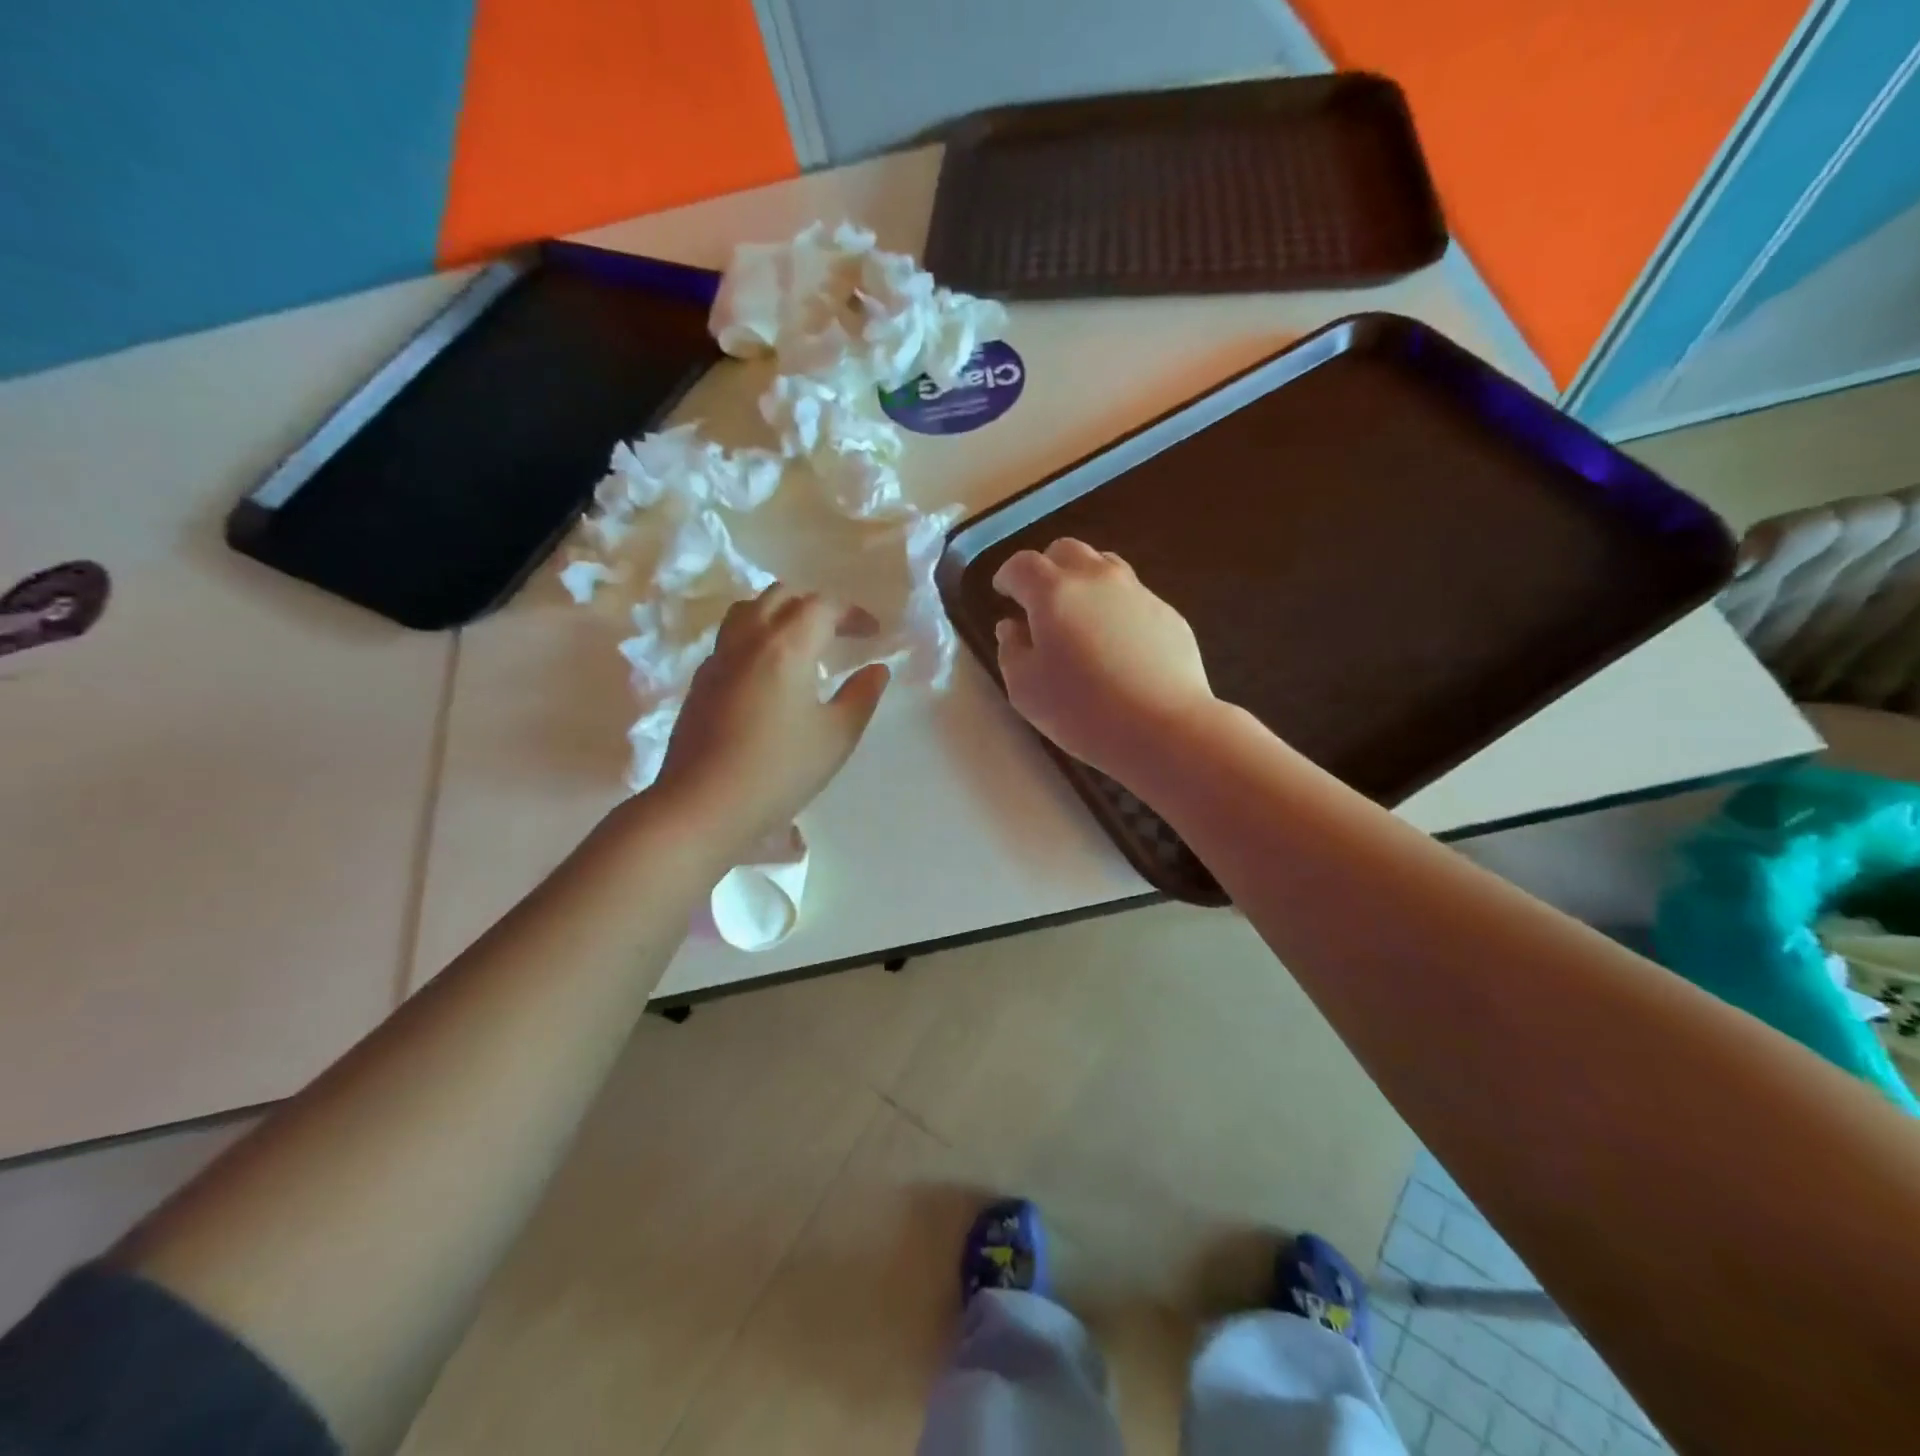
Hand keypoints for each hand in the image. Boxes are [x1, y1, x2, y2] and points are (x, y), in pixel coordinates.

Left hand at [651, 583, 889, 855]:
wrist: (702, 805)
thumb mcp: (836, 737)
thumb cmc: (779, 771)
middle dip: (815, 605)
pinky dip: (757, 637)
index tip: (873, 633)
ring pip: (749, 611)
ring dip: (780, 613)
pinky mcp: (700, 681)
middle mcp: (748, 640)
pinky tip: (769, 672)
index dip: (852, 613)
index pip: (822, 606)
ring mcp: (718, 659)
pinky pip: (731, 638)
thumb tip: (876, 669)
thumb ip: (861, 696)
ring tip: (801, 642)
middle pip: (781, 596)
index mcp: (786, 646)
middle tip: (839, 631)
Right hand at [994, 540, 1215, 782]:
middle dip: (1046, 567)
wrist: (1163, 726)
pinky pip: (1133, 596)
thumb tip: (1012, 627)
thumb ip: (1011, 650)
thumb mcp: (1024, 689)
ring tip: (1079, 613)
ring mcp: (1137, 592)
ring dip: (1084, 579)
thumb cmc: (1081, 710)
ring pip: (1105, 565)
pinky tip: (1117, 642)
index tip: (1002, 593)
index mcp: (1053, 592)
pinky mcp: (1167, 613)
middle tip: (1039, 599)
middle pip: (1066, 551)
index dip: (1007, 576)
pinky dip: (1115, 607)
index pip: (1022, 565)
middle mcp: (1096, 579)